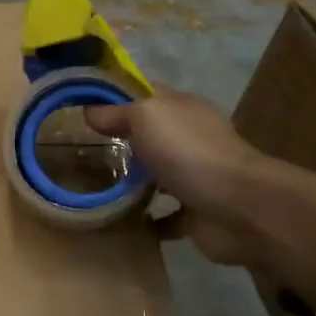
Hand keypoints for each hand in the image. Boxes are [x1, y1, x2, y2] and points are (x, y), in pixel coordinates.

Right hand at [84, 90, 266, 264]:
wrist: (238, 208)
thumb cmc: (189, 153)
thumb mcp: (146, 117)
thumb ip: (117, 113)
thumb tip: (88, 111)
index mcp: (181, 109)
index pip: (144, 93)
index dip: (113, 97)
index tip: (78, 109)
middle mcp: (189, 139)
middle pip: (148, 136)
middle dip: (117, 143)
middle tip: (77, 153)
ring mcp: (194, 177)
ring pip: (155, 176)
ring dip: (129, 183)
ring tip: (92, 188)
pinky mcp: (195, 214)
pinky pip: (164, 217)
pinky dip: (145, 221)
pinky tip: (118, 222)